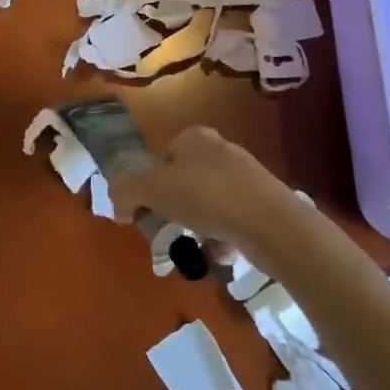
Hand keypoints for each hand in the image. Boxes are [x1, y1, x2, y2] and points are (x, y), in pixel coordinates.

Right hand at [108, 125, 300, 249]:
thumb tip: (118, 206)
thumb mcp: (152, 188)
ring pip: (207, 202)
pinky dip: (222, 237)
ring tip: (196, 246)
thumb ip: (125, 190)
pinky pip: (231, 220)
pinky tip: (220, 252)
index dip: (149, 185)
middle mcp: (219, 149)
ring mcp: (244, 176)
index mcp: (194, 137)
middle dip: (175, 208)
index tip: (148, 212)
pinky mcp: (262, 203)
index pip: (161, 157)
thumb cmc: (207, 196)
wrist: (271, 223)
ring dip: (198, 225)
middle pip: (183, 181)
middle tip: (170, 232)